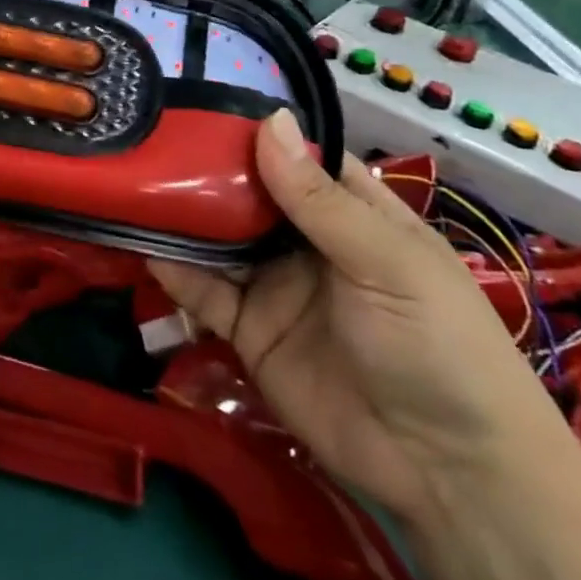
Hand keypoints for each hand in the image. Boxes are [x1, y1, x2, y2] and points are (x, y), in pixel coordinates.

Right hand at [149, 111, 575, 531]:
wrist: (449, 477)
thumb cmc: (437, 346)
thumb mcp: (386, 262)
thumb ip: (317, 198)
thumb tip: (269, 118)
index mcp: (350, 214)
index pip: (295, 157)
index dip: (252, 131)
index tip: (196, 102)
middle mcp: (305, 242)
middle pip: (245, 193)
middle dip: (201, 169)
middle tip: (146, 137)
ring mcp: (274, 285)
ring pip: (217, 238)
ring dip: (180, 215)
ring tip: (131, 182)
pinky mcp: (248, 330)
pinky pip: (203, 291)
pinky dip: (173, 269)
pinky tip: (141, 242)